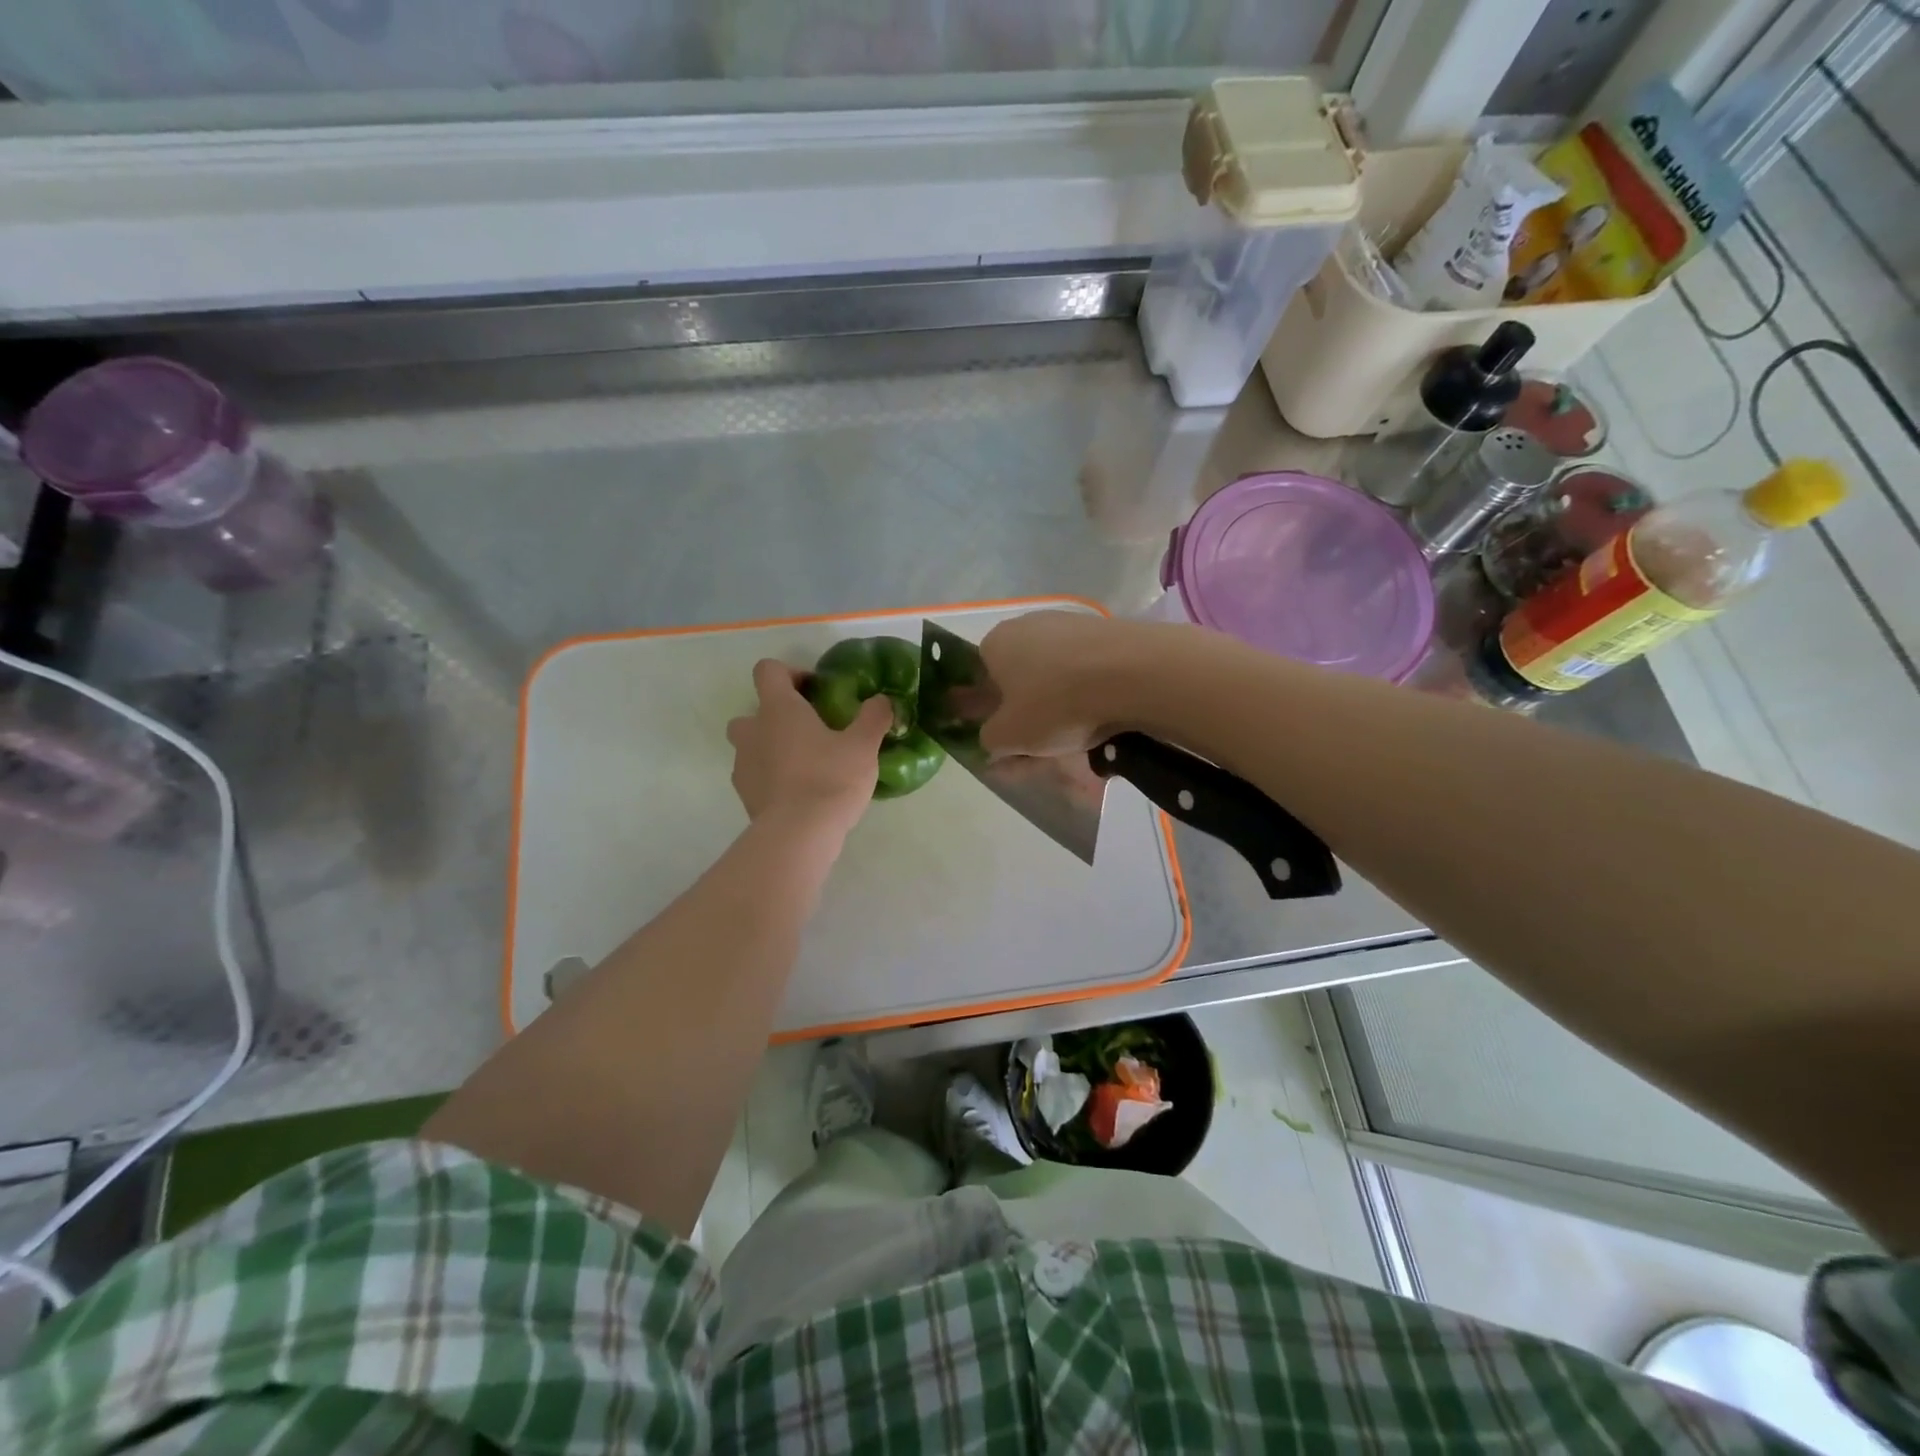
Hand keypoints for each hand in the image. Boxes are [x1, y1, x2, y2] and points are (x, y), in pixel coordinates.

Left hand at [727, 659, 891, 837]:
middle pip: (754, 710)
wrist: (799, 834)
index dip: (791, 673)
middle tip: (810, 731)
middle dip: (777, 716)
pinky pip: (755, 775)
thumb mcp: (863, 745)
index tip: (816, 690)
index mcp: (778, 709)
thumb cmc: (830, 778)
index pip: (769, 670)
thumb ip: (873, 716)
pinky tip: (799, 792)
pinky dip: (772, 777)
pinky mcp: (744, 795)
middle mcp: (753, 730)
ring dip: (772, 747)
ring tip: (806, 764)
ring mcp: (743, 764)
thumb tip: (882, 700)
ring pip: (752, 745)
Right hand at [977, 611, 1140, 757]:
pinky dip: (1088, 693)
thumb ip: (989, 740)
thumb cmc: (1055, 703)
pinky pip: (1086, 670)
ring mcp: (1069, 624)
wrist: (1131, 672)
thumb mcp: (1009, 736)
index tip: (1009, 740)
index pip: (981, 678)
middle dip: (1027, 712)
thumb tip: (991, 739)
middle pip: (1021, 677)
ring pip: (1055, 675)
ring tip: (1077, 738)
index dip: (992, 712)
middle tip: (1043, 747)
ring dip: (1059, 705)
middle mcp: (1027, 625)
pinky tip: (1101, 717)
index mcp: (995, 643)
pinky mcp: (1105, 631)